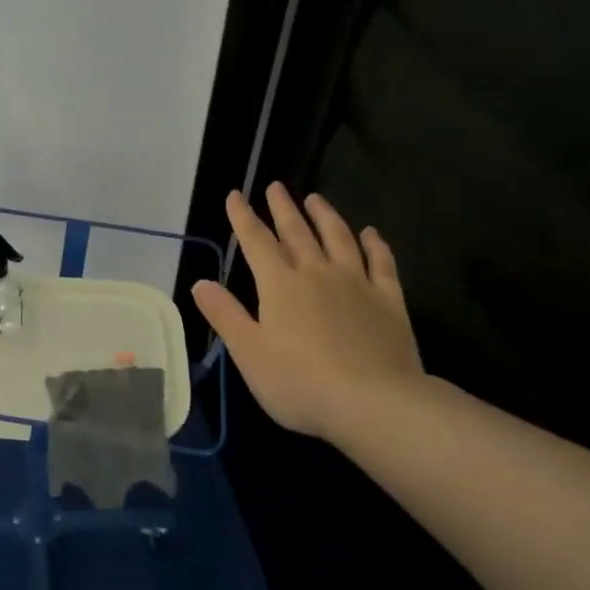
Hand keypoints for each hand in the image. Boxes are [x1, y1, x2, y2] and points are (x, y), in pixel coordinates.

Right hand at [191, 183, 423, 440]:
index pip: (256, 242)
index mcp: (280, 285)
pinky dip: (375, 245)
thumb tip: (200, 282)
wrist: (373, 402)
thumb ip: (226, 315)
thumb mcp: (249, 353)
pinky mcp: (388, 301)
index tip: (235, 195)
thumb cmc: (300, 382)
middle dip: (283, 208)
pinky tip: (372, 234)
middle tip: (276, 186)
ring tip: (316, 198)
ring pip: (339, 238)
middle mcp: (317, 273)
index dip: (243, 217)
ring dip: (325, 216)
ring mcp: (356, 284)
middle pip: (297, 232)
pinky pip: (381, 263)